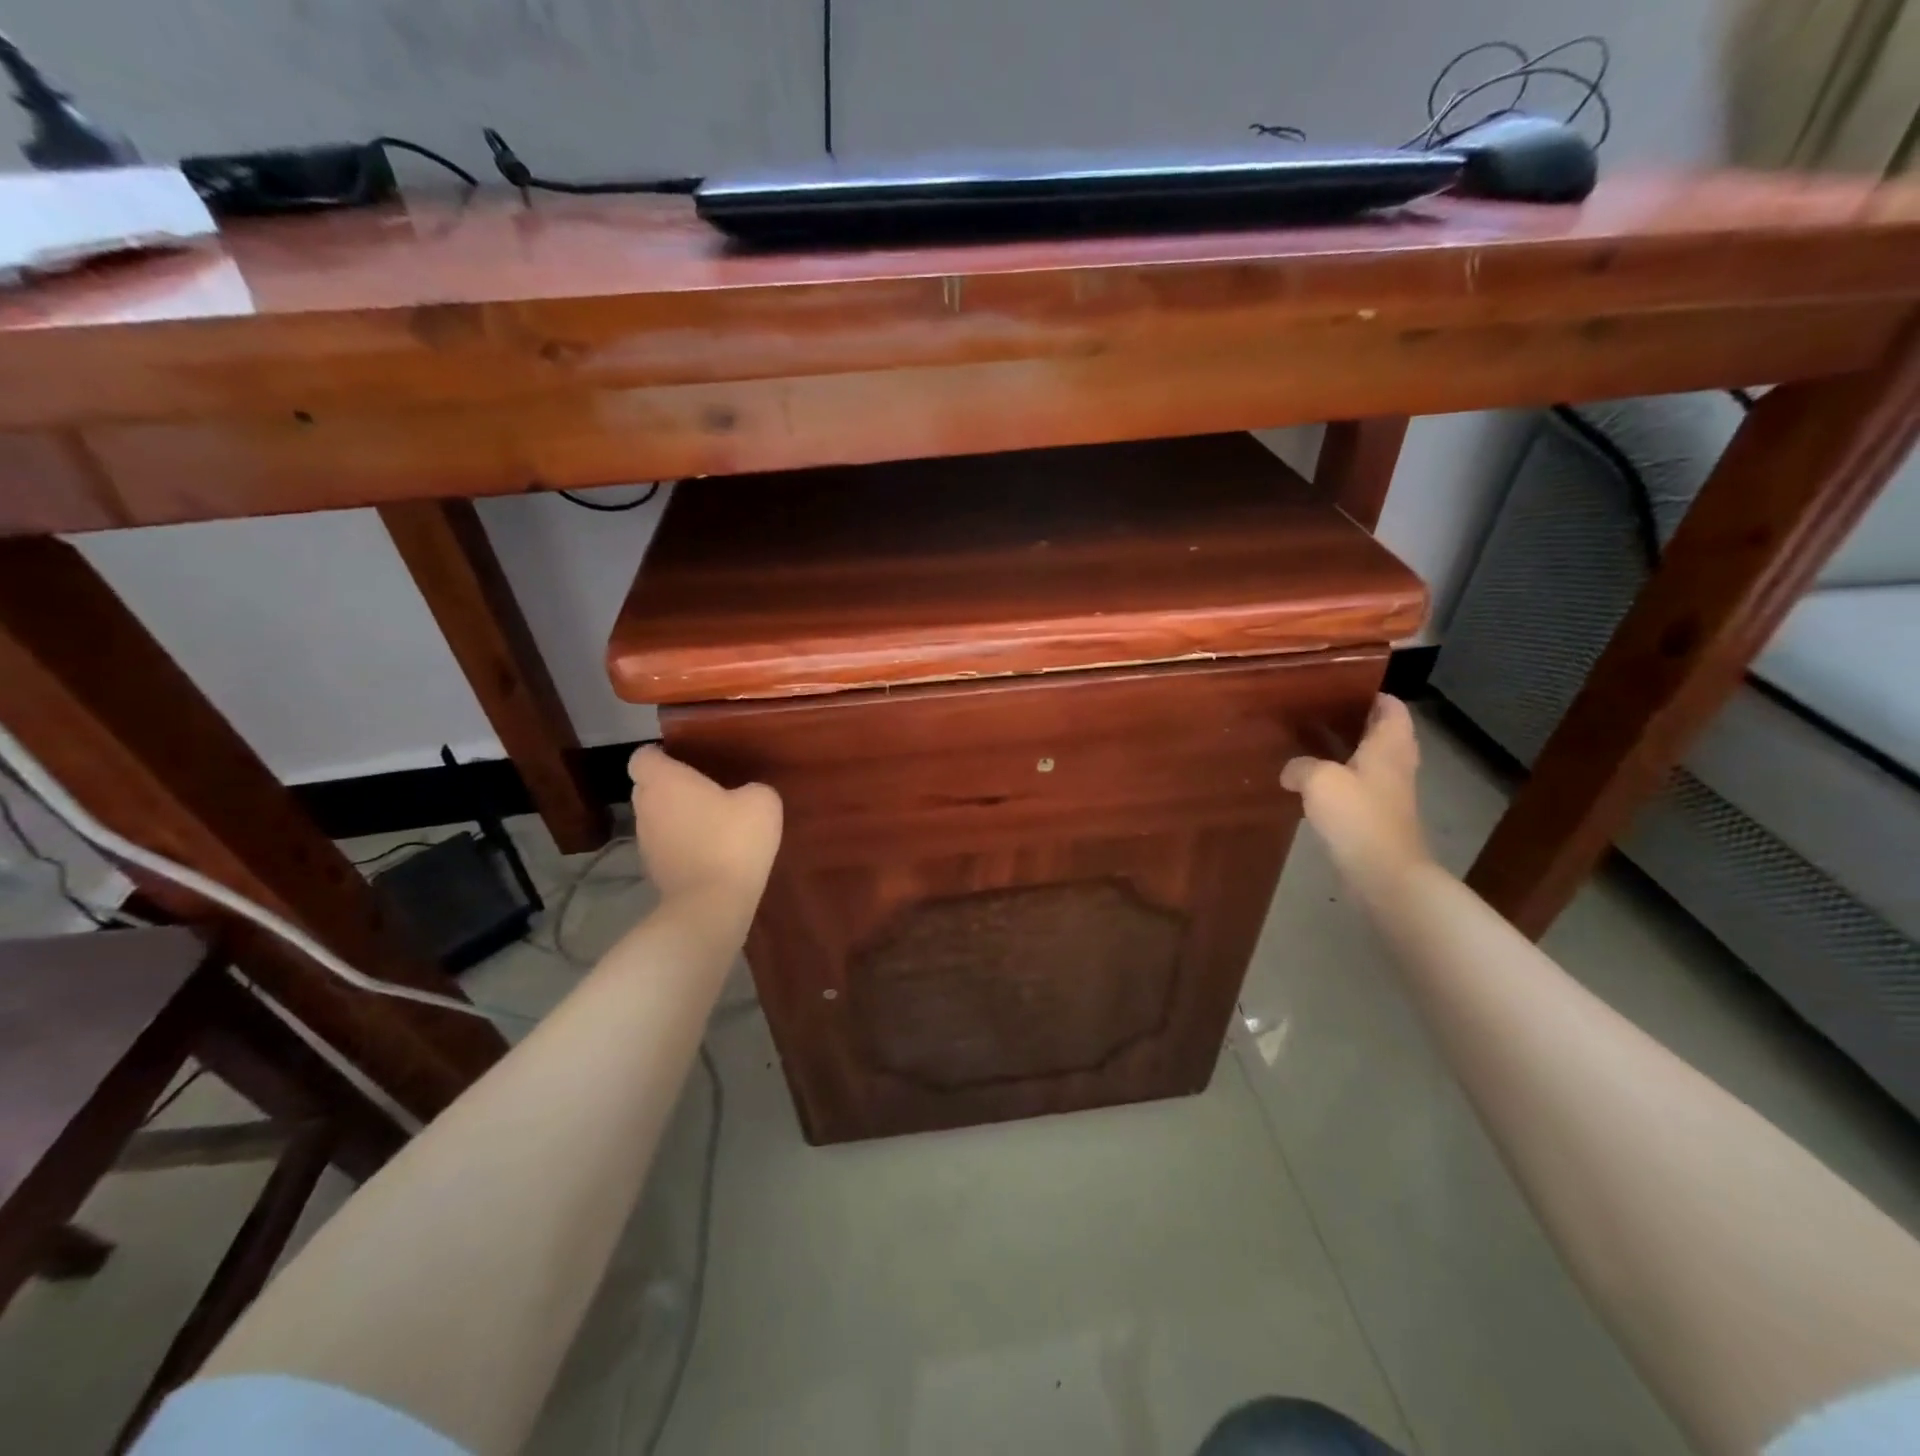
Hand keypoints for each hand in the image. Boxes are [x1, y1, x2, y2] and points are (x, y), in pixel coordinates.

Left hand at [628, 747, 782, 901]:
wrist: (712, 903)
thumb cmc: (733, 840)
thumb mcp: (761, 802)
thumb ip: (751, 788)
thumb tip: (745, 795)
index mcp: (664, 781)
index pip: (643, 757)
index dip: (661, 756)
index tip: (686, 760)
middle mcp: (646, 807)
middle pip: (647, 787)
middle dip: (671, 787)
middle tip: (705, 790)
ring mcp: (645, 842)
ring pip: (656, 818)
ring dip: (676, 818)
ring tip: (711, 824)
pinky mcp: (653, 871)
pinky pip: (665, 846)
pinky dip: (681, 845)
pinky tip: (710, 852)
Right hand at [1281, 695, 1430, 878]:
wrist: (1383, 873)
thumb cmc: (1358, 815)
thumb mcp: (1319, 780)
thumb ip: (1300, 766)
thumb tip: (1291, 770)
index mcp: (1389, 745)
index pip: (1391, 707)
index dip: (1372, 694)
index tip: (1341, 688)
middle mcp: (1396, 764)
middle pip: (1383, 732)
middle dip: (1356, 721)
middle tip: (1319, 714)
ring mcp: (1390, 792)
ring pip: (1370, 760)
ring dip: (1347, 752)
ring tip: (1310, 744)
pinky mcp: (1378, 816)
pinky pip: (1360, 787)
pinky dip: (1341, 780)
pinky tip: (1313, 785)